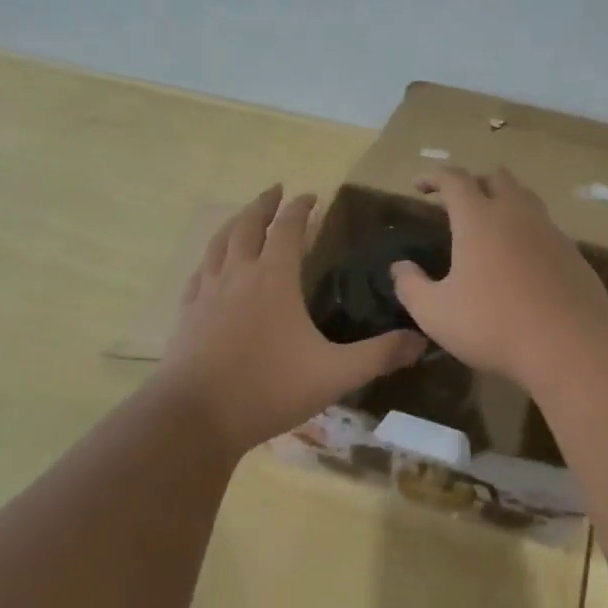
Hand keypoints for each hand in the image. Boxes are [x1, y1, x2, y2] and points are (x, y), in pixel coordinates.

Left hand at [157, 184, 426, 454]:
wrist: (195, 417)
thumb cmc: (268, 388)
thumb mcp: (334, 374)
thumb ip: (379, 355)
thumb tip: (421, 340)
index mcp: (274, 278)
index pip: (288, 228)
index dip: (300, 208)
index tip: (311, 195)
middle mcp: (238, 275)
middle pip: (248, 225)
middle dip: (264, 204)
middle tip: (276, 190)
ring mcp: (207, 293)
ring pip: (218, 244)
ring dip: (234, 223)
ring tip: (242, 216)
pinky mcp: (186, 314)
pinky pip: (198, 274)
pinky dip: (209, 260)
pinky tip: (210, 268)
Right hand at [390, 166, 607, 387]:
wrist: (571, 345)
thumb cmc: (493, 324)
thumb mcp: (435, 313)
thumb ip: (411, 286)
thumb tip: (400, 268)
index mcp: (478, 218)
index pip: (454, 180)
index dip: (433, 177)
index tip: (419, 186)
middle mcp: (516, 214)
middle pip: (496, 178)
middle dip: (473, 182)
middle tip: (458, 202)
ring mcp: (549, 231)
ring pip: (525, 199)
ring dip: (504, 201)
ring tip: (490, 223)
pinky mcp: (572, 254)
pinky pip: (544, 228)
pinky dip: (526, 231)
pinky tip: (520, 258)